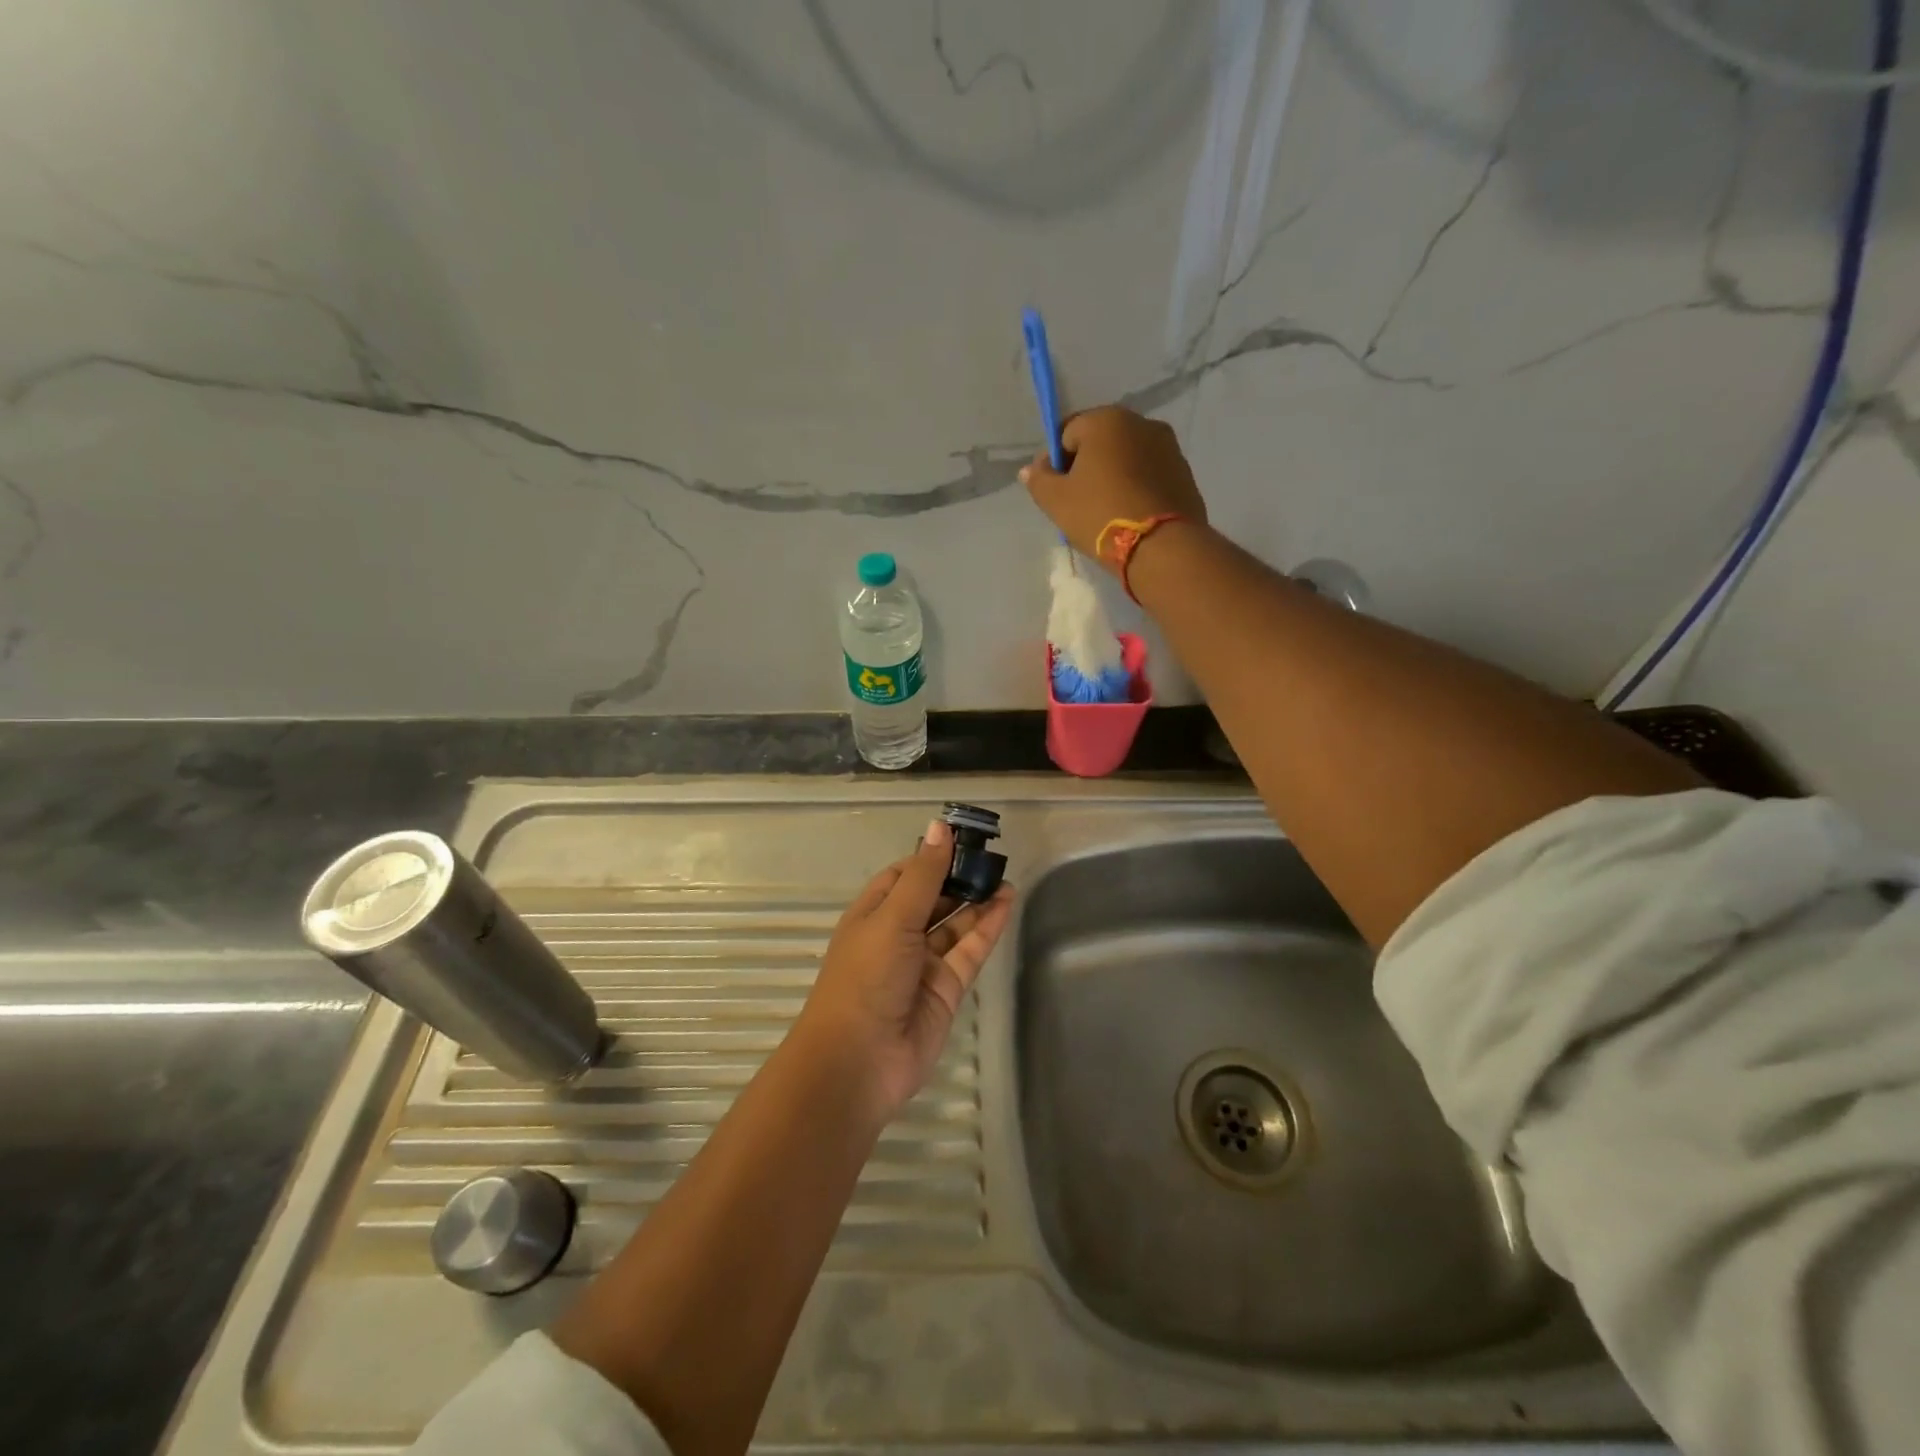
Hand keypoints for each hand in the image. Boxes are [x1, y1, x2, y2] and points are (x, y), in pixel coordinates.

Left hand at [795, 819, 1014, 1121]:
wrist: (859, 1061)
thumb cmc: (866, 977)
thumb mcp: (892, 918)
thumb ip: (923, 875)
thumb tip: (940, 827)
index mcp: (872, 913)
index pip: (904, 875)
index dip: (931, 856)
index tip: (963, 837)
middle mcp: (897, 935)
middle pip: (932, 898)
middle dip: (958, 877)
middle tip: (992, 856)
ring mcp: (922, 964)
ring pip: (954, 924)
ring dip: (977, 901)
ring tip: (1004, 876)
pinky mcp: (946, 989)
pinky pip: (969, 951)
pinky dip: (987, 928)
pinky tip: (1006, 903)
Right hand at [1019, 406, 1207, 572]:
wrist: (1162, 547)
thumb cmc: (1100, 515)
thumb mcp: (1056, 501)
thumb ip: (1039, 480)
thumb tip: (1032, 468)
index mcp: (1106, 420)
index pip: (1067, 433)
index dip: (1056, 462)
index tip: (1056, 491)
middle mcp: (1141, 423)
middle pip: (1100, 442)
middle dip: (1087, 467)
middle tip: (1080, 503)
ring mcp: (1168, 447)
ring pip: (1127, 458)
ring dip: (1114, 476)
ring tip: (1107, 512)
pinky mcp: (1184, 473)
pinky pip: (1149, 475)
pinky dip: (1137, 488)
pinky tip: (1130, 515)